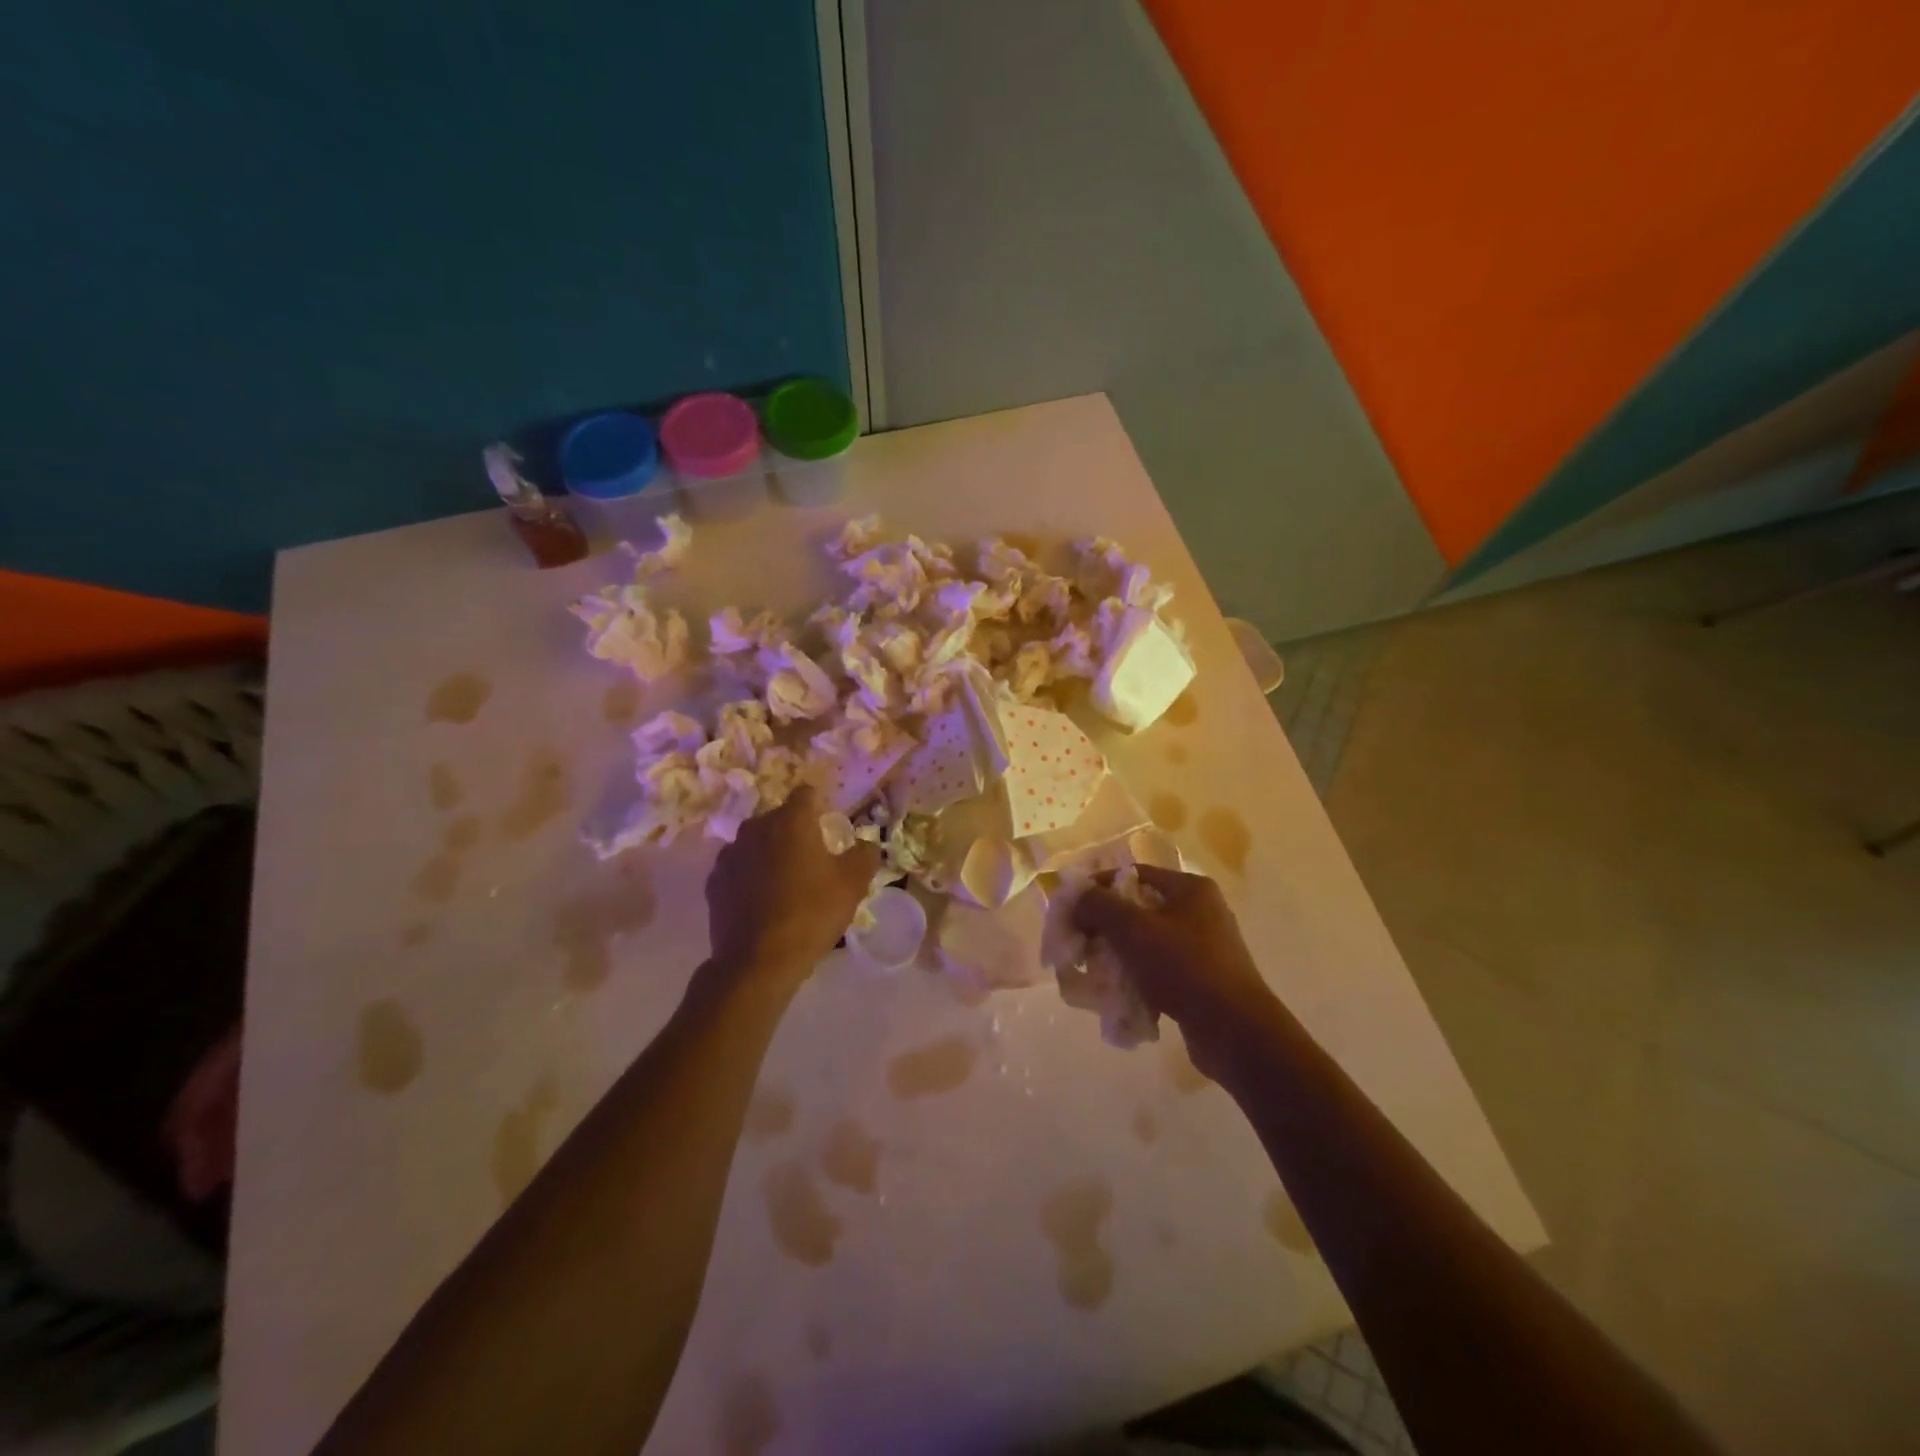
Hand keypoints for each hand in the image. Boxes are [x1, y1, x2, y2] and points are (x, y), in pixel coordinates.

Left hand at [704, 786, 879, 987]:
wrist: (758, 962)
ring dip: (769, 855)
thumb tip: (866, 844)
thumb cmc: (811, 913)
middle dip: (794, 833)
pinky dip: (749, 878)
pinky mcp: (714, 883)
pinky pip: (738, 870)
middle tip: (812, 861)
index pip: (806, 794)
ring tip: (785, 885)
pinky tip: (762, 903)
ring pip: (756, 844)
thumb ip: (864, 854)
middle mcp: (755, 828)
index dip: (820, 806)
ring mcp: (730, 855)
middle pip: (779, 819)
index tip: (829, 826)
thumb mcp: (853, 883)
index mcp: (790, 820)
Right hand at [1072, 866, 1281, 1069]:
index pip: (1134, 874)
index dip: (1099, 887)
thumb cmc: (1184, 968)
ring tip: (1094, 973)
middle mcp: (1201, 912)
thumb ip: (1098, 906)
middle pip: (1139, 909)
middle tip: (1078, 944)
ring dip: (1118, 956)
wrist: (1235, 1032)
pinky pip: (1160, 971)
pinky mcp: (1203, 981)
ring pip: (1147, 943)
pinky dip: (1138, 979)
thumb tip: (1076, 896)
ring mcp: (1205, 949)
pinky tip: (1119, 997)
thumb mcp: (1133, 929)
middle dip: (1105, 927)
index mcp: (1190, 889)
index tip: (1072, 908)